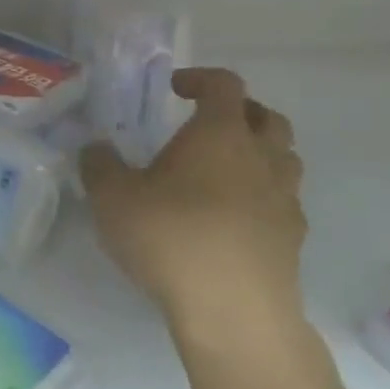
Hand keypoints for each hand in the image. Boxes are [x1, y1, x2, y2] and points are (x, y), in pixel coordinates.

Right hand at [81, 68, 307, 354]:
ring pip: (283, 158)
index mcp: (220, 133)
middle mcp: (261, 156)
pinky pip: (283, 202)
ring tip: (223, 172)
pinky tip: (234, 219)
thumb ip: (99, 165)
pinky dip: (263, 197)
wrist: (233, 310)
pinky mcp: (293, 238)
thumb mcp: (112, 197)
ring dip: (258, 154)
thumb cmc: (171, 237)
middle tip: (206, 127)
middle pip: (267, 117)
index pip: (224, 84)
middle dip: (239, 113)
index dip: (200, 78)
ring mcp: (284, 198)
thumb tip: (96, 149)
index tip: (175, 89)